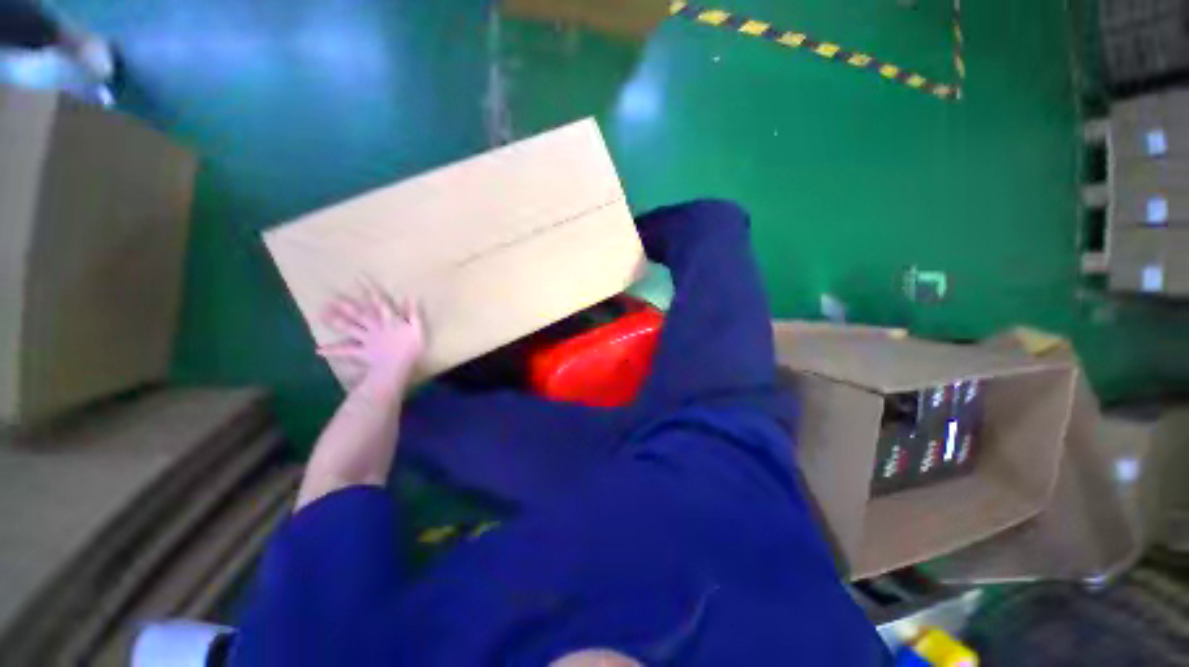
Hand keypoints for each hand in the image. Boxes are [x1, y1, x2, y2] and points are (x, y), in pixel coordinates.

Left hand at [317, 282, 425, 390]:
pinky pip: (345, 350)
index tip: (358, 278)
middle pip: (358, 314)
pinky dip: (332, 350)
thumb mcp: (417, 328)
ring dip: (334, 322)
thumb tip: (410, 296)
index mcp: (388, 320)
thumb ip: (412, 312)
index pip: (379, 303)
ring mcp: (365, 339)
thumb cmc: (411, 347)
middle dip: (344, 306)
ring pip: (349, 328)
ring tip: (320, 315)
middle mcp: (374, 327)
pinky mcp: (360, 351)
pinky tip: (318, 350)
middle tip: (329, 298)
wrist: (398, 367)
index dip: (369, 290)